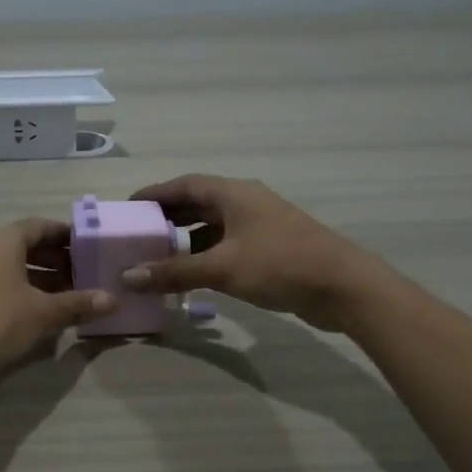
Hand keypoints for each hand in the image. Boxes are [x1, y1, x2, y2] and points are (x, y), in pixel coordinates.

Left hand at [0, 217, 113, 384]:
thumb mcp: (43, 312)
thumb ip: (78, 303)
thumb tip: (112, 300)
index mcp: (5, 240)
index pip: (42, 226)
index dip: (68, 235)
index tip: (92, 247)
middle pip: (30, 246)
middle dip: (60, 259)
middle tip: (89, 274)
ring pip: (18, 268)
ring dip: (46, 279)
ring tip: (74, 296)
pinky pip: (7, 286)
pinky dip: (29, 293)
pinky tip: (47, 312)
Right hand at [122, 174, 372, 330]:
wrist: (344, 287)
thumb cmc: (280, 265)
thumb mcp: (222, 268)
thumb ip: (173, 272)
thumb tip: (128, 277)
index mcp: (234, 194)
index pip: (184, 184)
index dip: (154, 194)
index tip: (127, 208)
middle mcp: (245, 202)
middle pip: (197, 203)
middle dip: (167, 217)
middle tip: (137, 235)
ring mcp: (260, 226)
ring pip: (213, 226)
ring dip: (185, 239)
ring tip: (156, 256)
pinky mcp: (270, 248)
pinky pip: (227, 245)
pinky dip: (205, 255)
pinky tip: (191, 275)